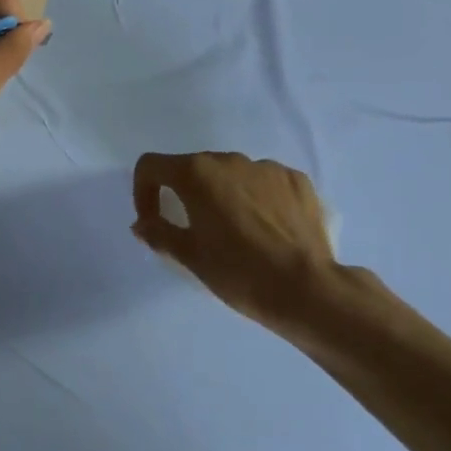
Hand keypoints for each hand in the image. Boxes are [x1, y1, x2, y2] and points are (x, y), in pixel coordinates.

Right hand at [132, 152, 337, 335]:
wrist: (308, 290)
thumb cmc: (239, 272)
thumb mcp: (190, 256)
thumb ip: (159, 232)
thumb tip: (142, 223)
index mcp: (196, 173)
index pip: (151, 166)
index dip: (143, 191)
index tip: (153, 220)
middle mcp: (228, 160)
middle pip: (193, 168)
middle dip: (186, 194)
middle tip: (196, 230)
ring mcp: (266, 167)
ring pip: (232, 175)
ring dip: (224, 195)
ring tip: (238, 232)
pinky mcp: (296, 180)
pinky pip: (265, 182)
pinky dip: (258, 198)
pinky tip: (268, 229)